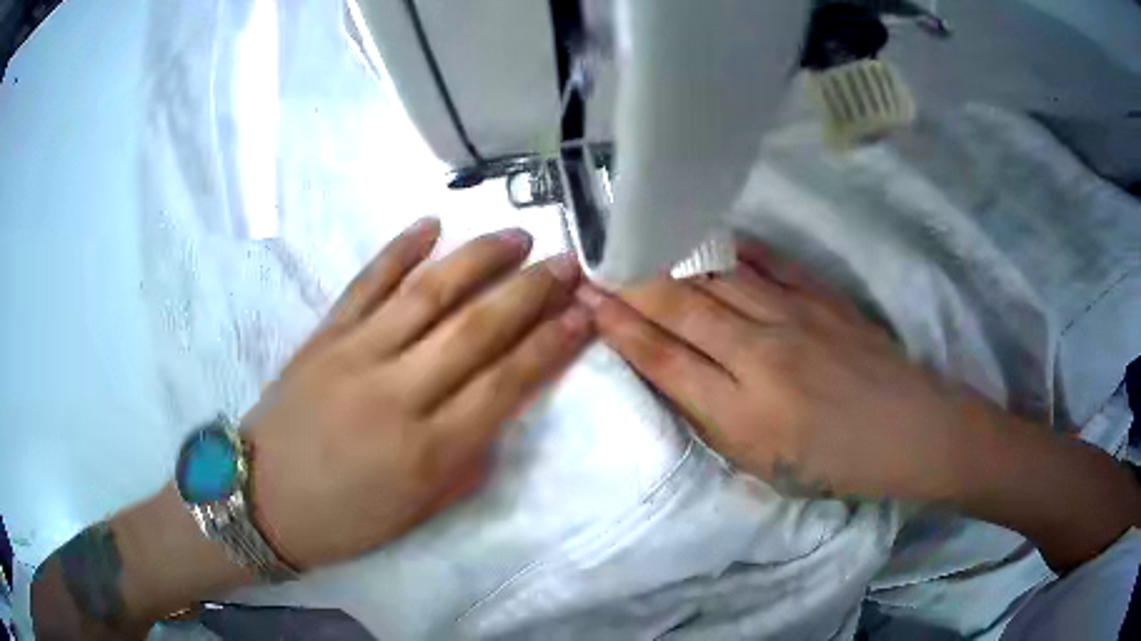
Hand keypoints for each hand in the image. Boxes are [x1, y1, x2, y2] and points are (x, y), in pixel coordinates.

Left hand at [244, 218, 592, 567]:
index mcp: (427, 452)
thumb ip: (467, 462)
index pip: (506, 384)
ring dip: (478, 258)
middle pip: (476, 329)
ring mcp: (355, 356)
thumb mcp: (419, 512)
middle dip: (530, 291)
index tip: (585, 312)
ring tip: (515, 236)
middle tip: (565, 262)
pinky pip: (366, 283)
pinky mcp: (323, 336)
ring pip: (427, 293)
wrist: (262, 501)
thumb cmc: (346, 519)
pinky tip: (430, 224)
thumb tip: (498, 410)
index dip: (551, 344)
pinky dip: (399, 250)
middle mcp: (397, 394)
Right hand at [581, 237, 983, 501]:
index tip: (588, 303)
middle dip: (631, 284)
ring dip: (671, 261)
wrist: (908, 430)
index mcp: (743, 413)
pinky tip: (709, 239)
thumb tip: (674, 375)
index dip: (620, 329)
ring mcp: (794, 318)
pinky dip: (733, 250)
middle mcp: (760, 356)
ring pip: (717, 279)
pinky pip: (768, 264)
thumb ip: (715, 423)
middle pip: (682, 309)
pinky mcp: (822, 297)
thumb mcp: (764, 468)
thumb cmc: (836, 465)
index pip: (664, 361)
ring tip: (638, 242)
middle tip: (598, 263)